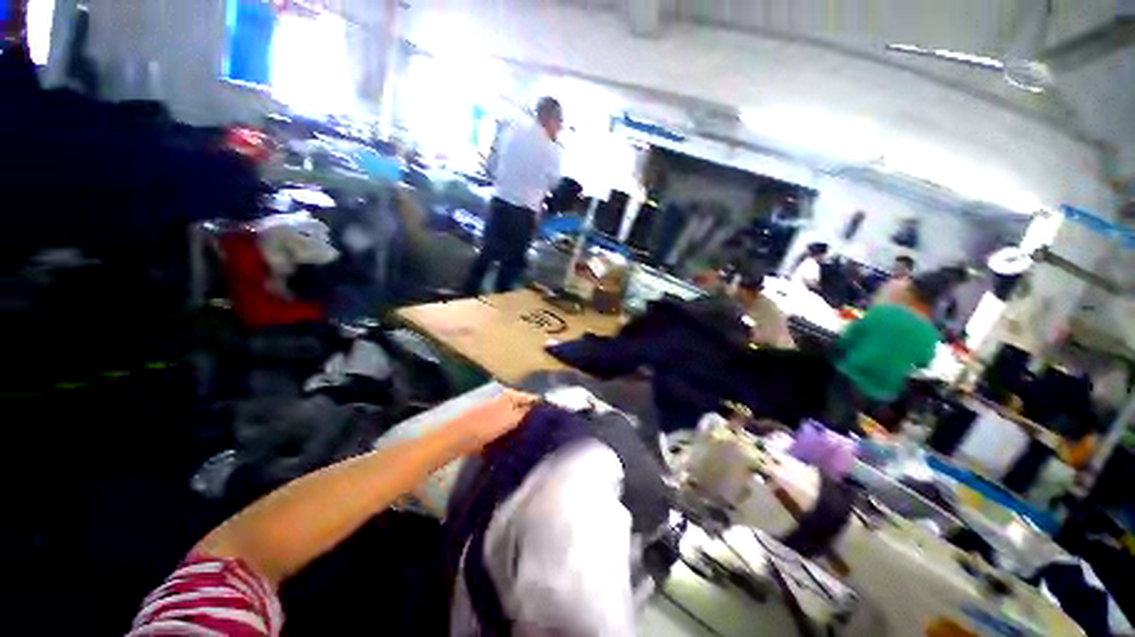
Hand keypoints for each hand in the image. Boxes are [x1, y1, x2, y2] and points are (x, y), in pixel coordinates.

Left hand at [441, 388, 537, 454]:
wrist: (457, 440)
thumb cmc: (487, 425)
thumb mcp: (512, 418)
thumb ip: (528, 413)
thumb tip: (542, 409)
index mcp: (509, 395)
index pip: (532, 399)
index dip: (543, 408)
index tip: (552, 421)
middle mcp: (502, 400)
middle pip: (523, 409)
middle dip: (532, 420)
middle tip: (544, 433)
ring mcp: (493, 414)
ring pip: (513, 421)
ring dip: (521, 429)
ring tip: (533, 442)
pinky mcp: (486, 427)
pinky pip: (503, 431)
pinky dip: (509, 437)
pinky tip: (515, 447)